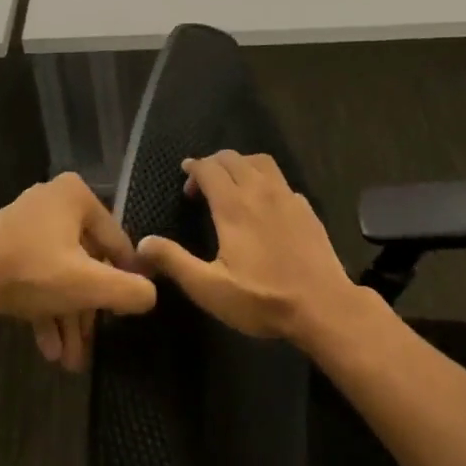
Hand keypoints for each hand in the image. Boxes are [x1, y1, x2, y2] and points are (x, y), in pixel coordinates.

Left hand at [0, 172, 155, 369]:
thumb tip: (151, 296)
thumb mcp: (90, 284)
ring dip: (67, 319)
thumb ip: (130, 291)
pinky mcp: (4, 249)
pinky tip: (49, 349)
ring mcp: (25, 225)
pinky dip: (45, 311)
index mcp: (76, 196)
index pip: (117, 242)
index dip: (126, 279)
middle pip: (86, 263)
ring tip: (71, 361)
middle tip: (94, 347)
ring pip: (60, 276)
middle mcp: (52, 203)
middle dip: (88, 312)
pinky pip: (36, 278)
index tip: (128, 312)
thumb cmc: (33, 270)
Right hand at [136, 152, 363, 341]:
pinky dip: (264, 181)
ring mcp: (288, 198)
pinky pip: (281, 181)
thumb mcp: (209, 288)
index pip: (209, 168)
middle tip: (202, 184)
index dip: (194, 168)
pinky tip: (263, 204)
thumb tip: (142, 243)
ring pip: (261, 162)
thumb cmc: (262, 299)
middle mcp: (261, 192)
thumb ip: (174, 261)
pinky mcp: (307, 209)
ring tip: (231, 184)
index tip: (185, 177)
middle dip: (214, 163)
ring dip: (241, 165)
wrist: (323, 306)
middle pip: (234, 158)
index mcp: (234, 206)